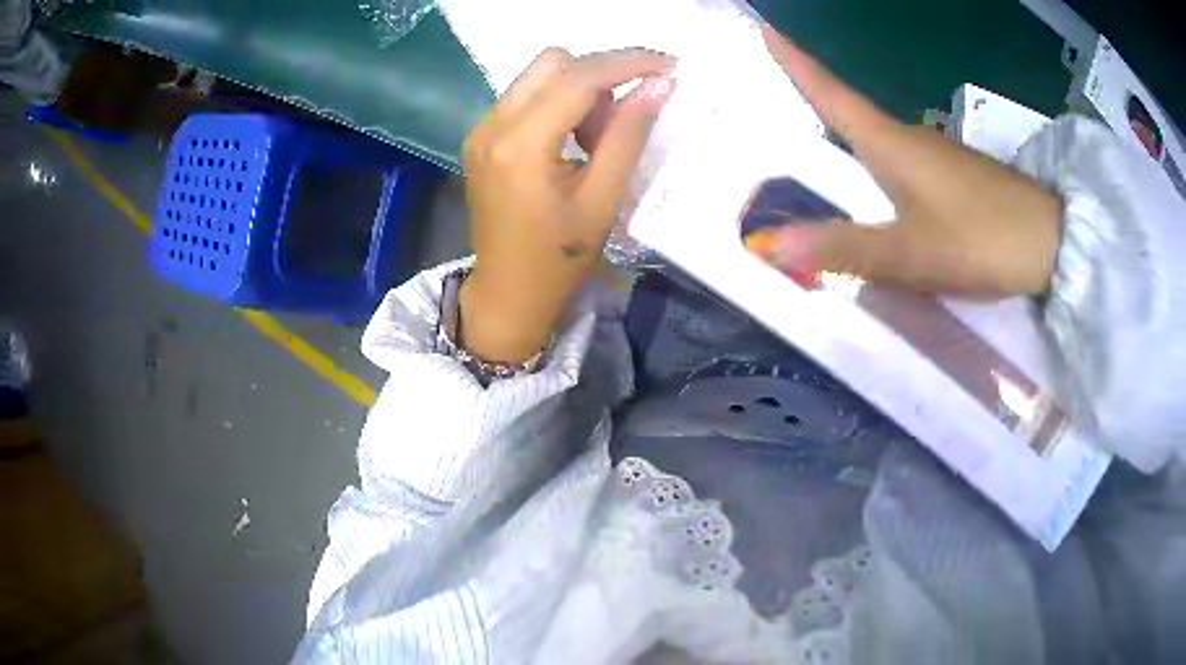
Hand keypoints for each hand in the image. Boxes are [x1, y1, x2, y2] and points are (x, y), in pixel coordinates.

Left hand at [459, 48, 674, 363]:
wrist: (507, 292)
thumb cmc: (557, 259)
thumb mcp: (602, 200)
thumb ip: (628, 136)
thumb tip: (659, 86)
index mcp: (520, 145)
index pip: (578, 78)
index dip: (627, 63)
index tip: (667, 65)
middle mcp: (492, 125)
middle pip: (554, 63)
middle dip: (599, 78)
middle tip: (622, 120)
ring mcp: (481, 129)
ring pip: (540, 76)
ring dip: (579, 92)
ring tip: (596, 141)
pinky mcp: (482, 137)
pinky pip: (527, 97)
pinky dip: (559, 105)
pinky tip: (572, 143)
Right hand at [747, 26, 1062, 296]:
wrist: (1050, 243)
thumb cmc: (981, 239)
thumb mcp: (911, 254)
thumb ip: (845, 249)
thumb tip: (771, 243)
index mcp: (889, 145)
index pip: (831, 93)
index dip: (796, 61)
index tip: (765, 27)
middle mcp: (907, 139)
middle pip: (849, 110)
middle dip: (810, 92)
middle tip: (775, 80)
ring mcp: (934, 155)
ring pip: (876, 139)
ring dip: (842, 131)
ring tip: (813, 133)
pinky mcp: (952, 176)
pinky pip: (899, 160)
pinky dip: (874, 161)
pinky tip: (874, 183)